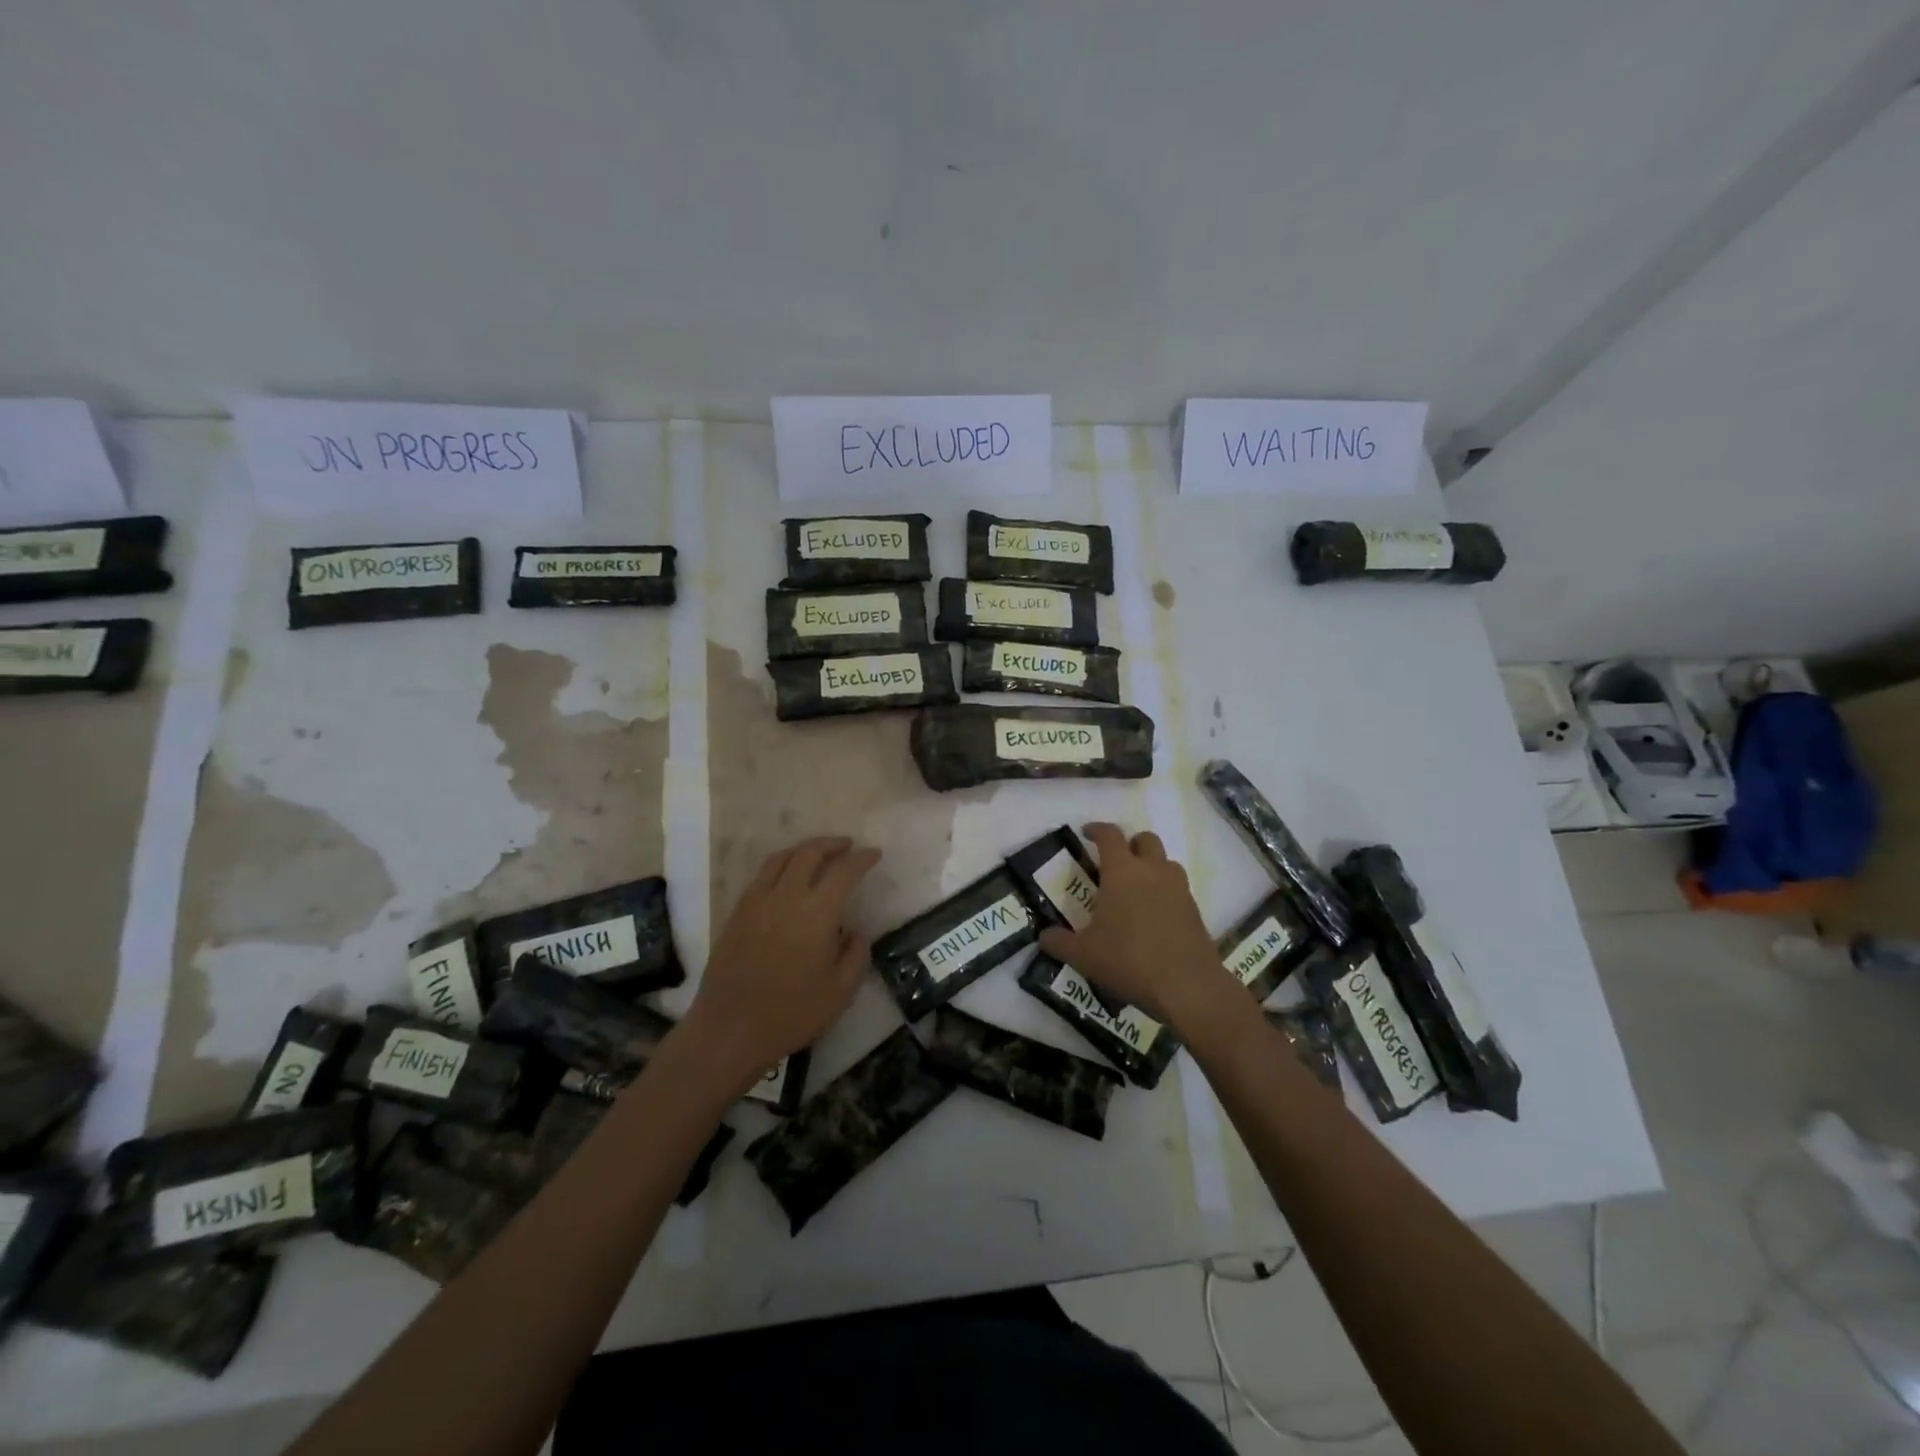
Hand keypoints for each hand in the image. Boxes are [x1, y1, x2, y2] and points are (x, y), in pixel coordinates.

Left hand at [683, 837, 879, 1092]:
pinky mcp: (737, 912)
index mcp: (816, 913)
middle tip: (848, 846)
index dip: (862, 859)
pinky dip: (781, 865)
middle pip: (809, 853)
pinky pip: (762, 875)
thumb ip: (855, 956)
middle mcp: (786, 896)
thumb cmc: (791, 1014)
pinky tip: (787, 878)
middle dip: (832, 844)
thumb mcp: (840, 992)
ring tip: (818, 854)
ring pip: (781, 858)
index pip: (844, 871)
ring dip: (804, 849)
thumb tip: (854, 931)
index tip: (874, 854)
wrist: (729, 1029)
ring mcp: (757, 901)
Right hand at [1037, 823, 1227, 1024]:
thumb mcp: (1083, 955)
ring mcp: (1178, 889)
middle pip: (1145, 839)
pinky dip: (1165, 892)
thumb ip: (1058, 942)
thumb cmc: (1129, 960)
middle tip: (1115, 863)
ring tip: (1137, 889)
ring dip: (1152, 866)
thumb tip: (1043, 936)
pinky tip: (1154, 917)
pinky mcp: (1195, 910)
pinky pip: (1178, 888)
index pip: (1110, 836)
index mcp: (1122, 872)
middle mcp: (1153, 872)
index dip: (1097, 830)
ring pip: (1167, 862)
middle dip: (1130, 844)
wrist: (1187, 986)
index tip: (1087, 834)